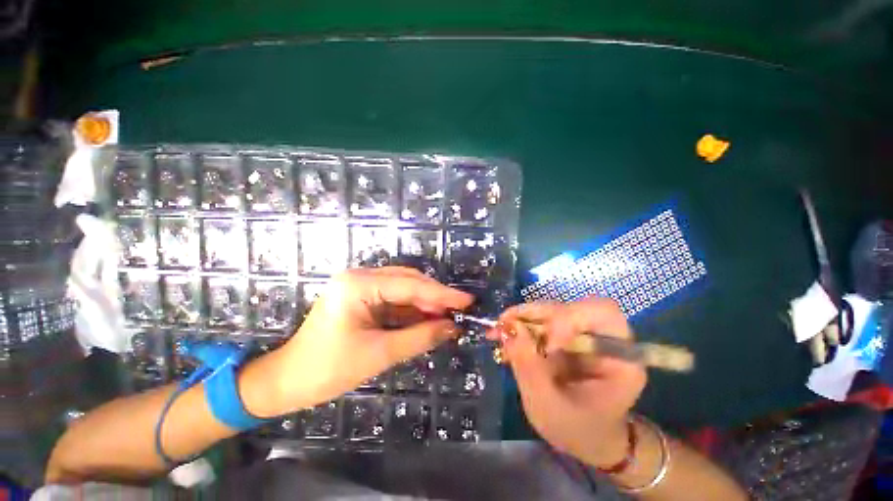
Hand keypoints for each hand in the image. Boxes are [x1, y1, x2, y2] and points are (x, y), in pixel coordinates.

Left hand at [264, 267, 472, 413]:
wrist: (287, 381)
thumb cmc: (327, 369)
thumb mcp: (379, 354)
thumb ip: (419, 337)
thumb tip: (452, 328)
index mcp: (358, 285)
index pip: (409, 285)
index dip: (441, 294)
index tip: (467, 300)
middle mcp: (360, 277)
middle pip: (408, 281)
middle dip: (435, 297)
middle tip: (460, 309)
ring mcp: (360, 286)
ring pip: (403, 289)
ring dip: (425, 303)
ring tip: (448, 316)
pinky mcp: (362, 298)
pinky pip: (394, 299)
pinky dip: (413, 310)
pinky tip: (429, 318)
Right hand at [493, 297, 646, 466]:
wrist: (586, 437)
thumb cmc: (576, 430)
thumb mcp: (549, 408)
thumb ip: (529, 368)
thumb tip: (509, 329)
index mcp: (620, 358)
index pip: (603, 313)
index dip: (570, 318)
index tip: (546, 345)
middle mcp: (604, 338)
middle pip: (571, 307)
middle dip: (536, 314)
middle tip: (504, 325)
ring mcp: (583, 334)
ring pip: (552, 310)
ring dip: (522, 317)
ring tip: (497, 331)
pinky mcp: (566, 335)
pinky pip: (541, 320)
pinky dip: (520, 324)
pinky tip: (503, 335)